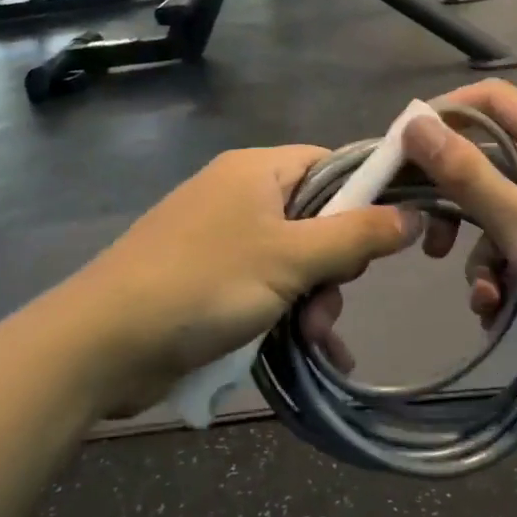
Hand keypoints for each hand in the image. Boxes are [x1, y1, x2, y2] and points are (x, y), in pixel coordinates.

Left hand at [57, 148, 419, 416]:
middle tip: (331, 299)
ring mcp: (224, 239)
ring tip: (314, 338)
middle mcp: (241, 195)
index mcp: (258, 170)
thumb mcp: (290, 258)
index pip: (332, 163)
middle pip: (318, 217)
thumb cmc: (203, 283)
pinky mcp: (211, 280)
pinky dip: (290, 314)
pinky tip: (314, 352)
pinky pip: (268, 288)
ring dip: (315, 299)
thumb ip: (356, 236)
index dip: (367, 194)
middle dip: (335, 265)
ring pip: (296, 260)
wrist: (102, 343)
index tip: (392, 236)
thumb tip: (413, 213)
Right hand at [404, 82, 516, 419]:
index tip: (400, 153)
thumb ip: (467, 175)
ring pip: (506, 208)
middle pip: (493, 158)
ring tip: (481, 296)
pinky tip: (498, 309)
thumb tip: (413, 122)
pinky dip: (507, 269)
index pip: (493, 100)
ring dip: (483, 250)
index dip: (443, 117)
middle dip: (458, 200)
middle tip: (429, 236)